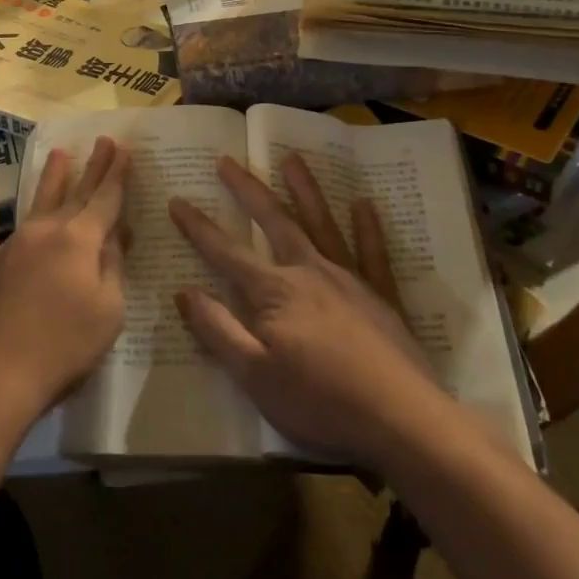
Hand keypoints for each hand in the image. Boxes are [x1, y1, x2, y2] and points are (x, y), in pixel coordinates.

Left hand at [0, 137, 131, 436]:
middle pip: (75, 194)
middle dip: (92, 168)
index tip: (123, 148)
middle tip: (103, 140)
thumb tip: (116, 236)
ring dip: (49, 178)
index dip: (117, 174)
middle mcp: (46, 232)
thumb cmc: (64, 347)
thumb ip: (113, 268)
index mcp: (80, 241)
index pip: (105, 200)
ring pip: (35, 203)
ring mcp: (12, 246)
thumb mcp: (108, 311)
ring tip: (58, 152)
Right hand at [169, 154, 441, 467]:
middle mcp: (310, 272)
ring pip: (322, 224)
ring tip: (291, 158)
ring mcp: (350, 280)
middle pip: (274, 222)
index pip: (227, 253)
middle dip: (247, 190)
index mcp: (276, 292)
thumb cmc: (319, 401)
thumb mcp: (254, 376)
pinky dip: (368, 227)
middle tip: (228, 160)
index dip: (198, 228)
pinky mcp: (382, 297)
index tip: (177, 200)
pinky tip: (364, 204)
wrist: (400, 419)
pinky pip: (373, 253)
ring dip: (304, 190)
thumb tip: (184, 292)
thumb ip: (218, 330)